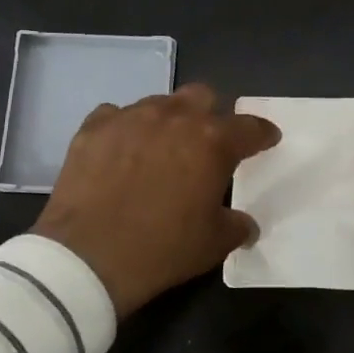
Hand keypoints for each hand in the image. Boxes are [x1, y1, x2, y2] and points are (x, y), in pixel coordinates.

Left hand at [33, 83, 280, 318]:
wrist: (87, 256)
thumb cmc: (161, 249)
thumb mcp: (212, 245)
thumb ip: (236, 226)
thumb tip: (245, 224)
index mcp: (212, 142)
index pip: (250, 127)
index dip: (262, 133)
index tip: (267, 139)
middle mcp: (174, 117)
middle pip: (202, 96)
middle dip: (210, 114)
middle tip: (206, 142)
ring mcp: (131, 117)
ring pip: (159, 103)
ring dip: (167, 121)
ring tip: (160, 147)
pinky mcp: (94, 127)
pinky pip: (116, 115)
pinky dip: (124, 129)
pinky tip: (120, 151)